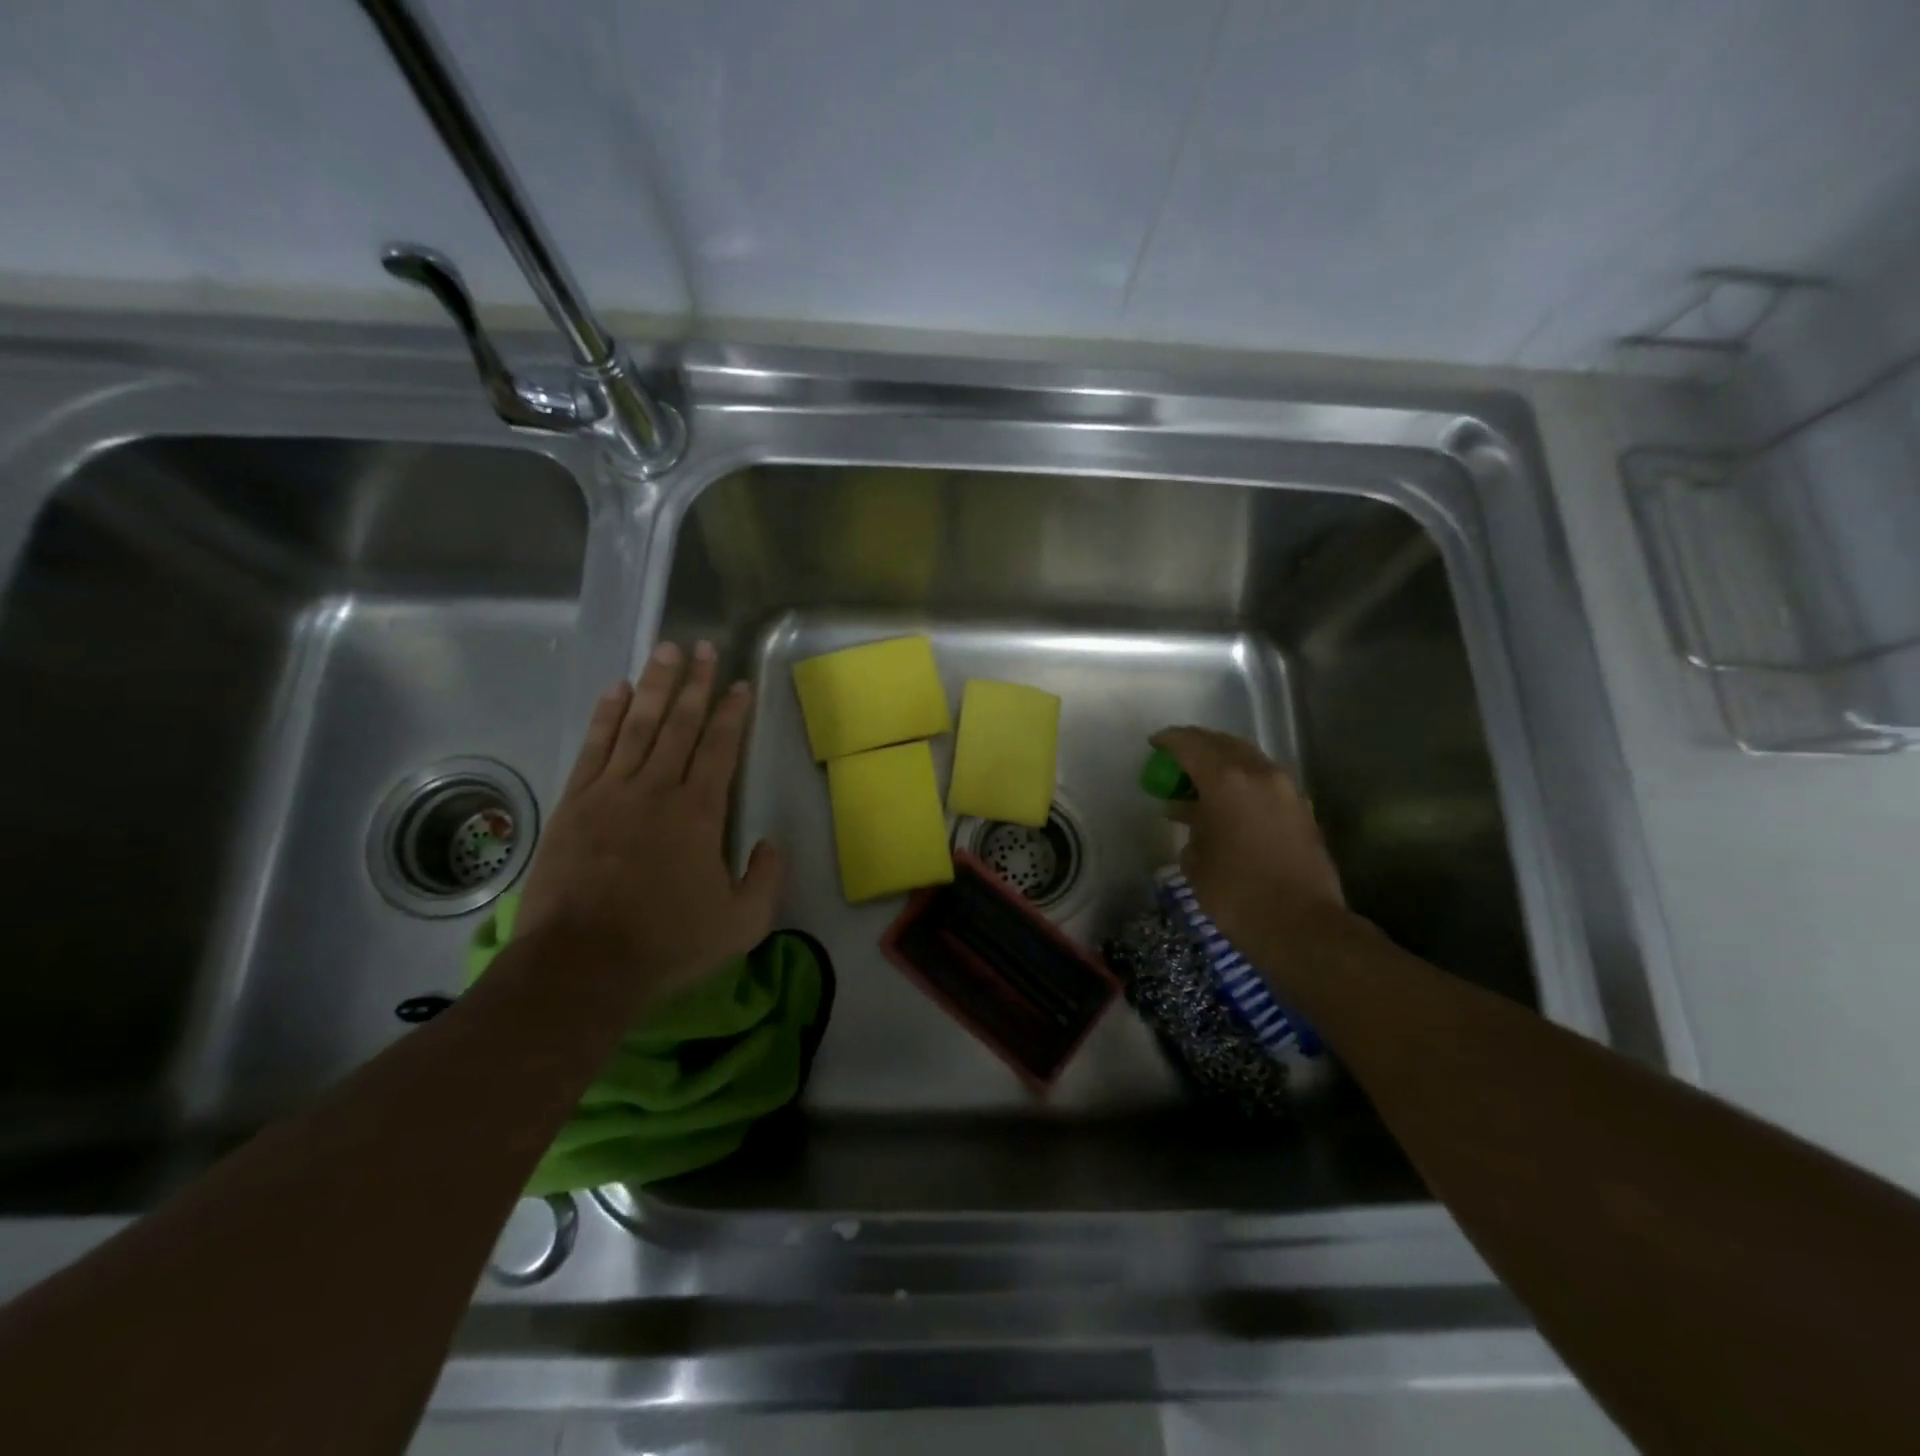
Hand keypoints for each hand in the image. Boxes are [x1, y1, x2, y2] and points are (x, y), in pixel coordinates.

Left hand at [516, 640, 783, 992]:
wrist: (581, 965)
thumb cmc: (667, 943)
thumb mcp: (741, 924)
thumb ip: (765, 879)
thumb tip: (771, 843)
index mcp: (699, 812)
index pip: (721, 747)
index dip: (733, 712)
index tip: (740, 683)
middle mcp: (657, 788)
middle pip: (680, 724)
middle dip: (695, 683)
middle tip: (703, 646)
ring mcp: (610, 792)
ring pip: (637, 724)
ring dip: (655, 685)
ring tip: (665, 650)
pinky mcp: (574, 804)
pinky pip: (593, 747)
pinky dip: (606, 716)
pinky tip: (616, 690)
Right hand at [1151, 726, 1344, 954]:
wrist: (1302, 927)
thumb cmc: (1237, 894)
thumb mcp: (1197, 861)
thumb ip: (1191, 826)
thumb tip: (1191, 815)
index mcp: (1228, 781)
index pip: (1192, 745)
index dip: (1170, 741)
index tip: (1154, 744)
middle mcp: (1260, 774)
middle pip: (1223, 744)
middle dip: (1198, 746)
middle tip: (1176, 759)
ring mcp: (1286, 790)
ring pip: (1248, 760)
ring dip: (1223, 764)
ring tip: (1200, 782)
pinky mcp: (1301, 810)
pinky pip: (1264, 781)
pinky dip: (1242, 782)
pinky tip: (1227, 803)